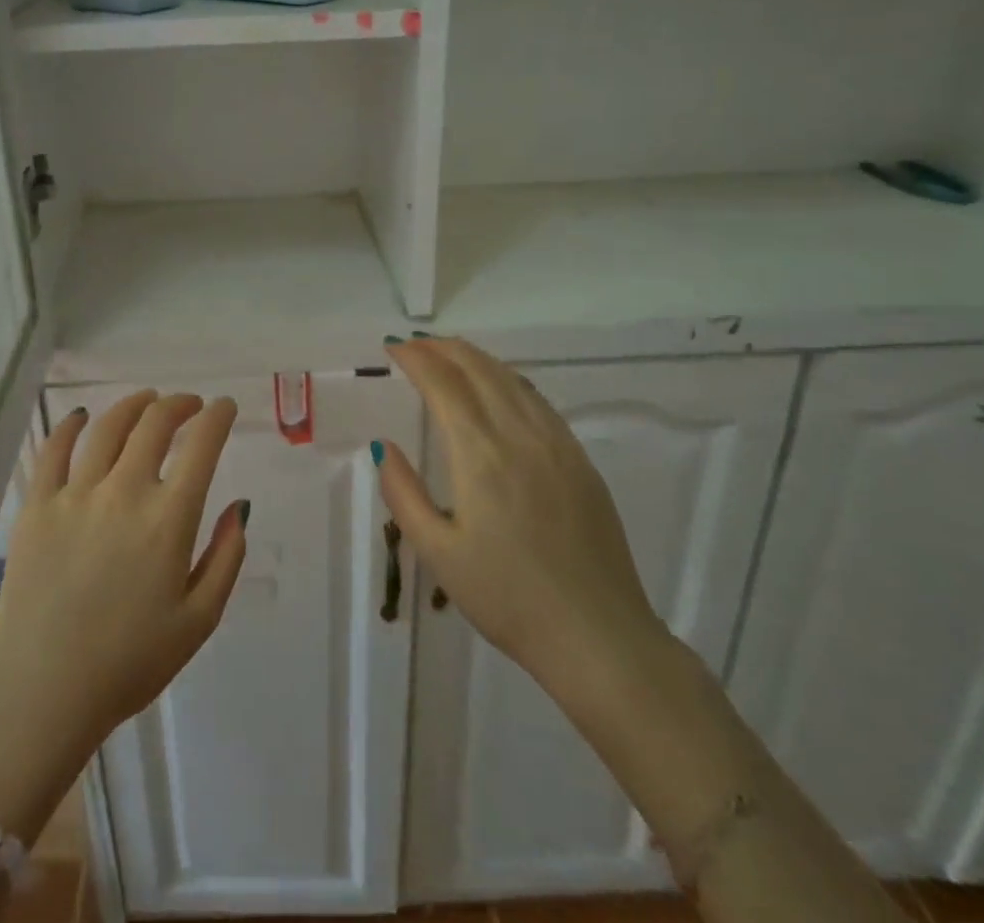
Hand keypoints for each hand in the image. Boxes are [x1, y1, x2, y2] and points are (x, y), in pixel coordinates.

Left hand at [0, 392, 248, 760]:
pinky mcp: (37, 504)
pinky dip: (71, 425)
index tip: (224, 407)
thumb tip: (239, 507)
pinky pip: (54, 449)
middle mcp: (124, 492)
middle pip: (155, 423)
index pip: (201, 445)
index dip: (217, 416)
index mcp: (168, 519)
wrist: (41, 692)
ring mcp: (75, 494)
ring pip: (108, 426)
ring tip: (147, 401)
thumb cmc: (128, 663)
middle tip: (189, 405)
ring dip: (134, 405)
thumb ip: (226, 558)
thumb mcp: (198, 621)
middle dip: (179, 404)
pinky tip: (82, 417)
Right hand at [378, 338, 670, 712]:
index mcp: (481, 454)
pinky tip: (498, 387)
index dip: (416, 358)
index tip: (393, 348)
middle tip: (414, 345)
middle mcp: (521, 435)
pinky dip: (507, 379)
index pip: (443, 384)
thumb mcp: (439, 553)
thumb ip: (404, 493)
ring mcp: (558, 444)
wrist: (599, 638)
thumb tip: (384, 445)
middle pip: (479, 369)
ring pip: (511, 379)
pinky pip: (537, 400)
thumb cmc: (509, 599)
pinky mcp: (581, 460)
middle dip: (443, 348)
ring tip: (449, 354)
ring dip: (475, 358)